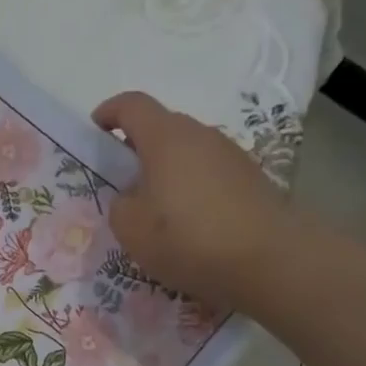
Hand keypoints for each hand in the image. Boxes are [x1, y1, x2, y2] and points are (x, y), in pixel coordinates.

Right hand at [94, 91, 291, 310]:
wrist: (269, 259)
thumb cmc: (189, 238)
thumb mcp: (132, 229)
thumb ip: (120, 206)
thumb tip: (132, 197)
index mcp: (166, 137)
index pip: (132, 106)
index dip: (109, 113)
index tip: (95, 132)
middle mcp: (201, 135)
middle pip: (163, 128)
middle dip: (138, 149)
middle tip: (123, 183)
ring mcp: (231, 155)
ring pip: (188, 153)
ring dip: (168, 172)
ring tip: (158, 211)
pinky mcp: (251, 179)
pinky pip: (210, 175)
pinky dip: (193, 190)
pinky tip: (191, 225)